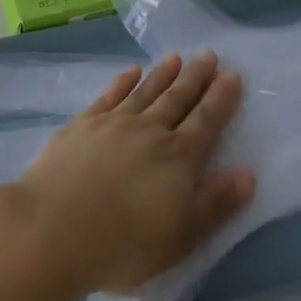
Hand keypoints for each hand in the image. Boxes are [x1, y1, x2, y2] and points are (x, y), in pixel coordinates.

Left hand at [5, 53, 254, 297]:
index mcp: (178, 159)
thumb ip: (215, 203)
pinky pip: (110, 95)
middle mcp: (149, 131)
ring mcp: (114, 123)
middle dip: (196, 77)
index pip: (206, 121)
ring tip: (176, 57)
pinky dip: (123, 82)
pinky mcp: (83, 124)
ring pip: (146, 91)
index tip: (232, 74)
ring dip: (163, 74)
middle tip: (209, 54)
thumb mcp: (181, 237)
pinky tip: (130, 72)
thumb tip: (248, 172)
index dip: (221, 99)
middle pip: (178, 99)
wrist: (52, 228)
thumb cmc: (123, 245)